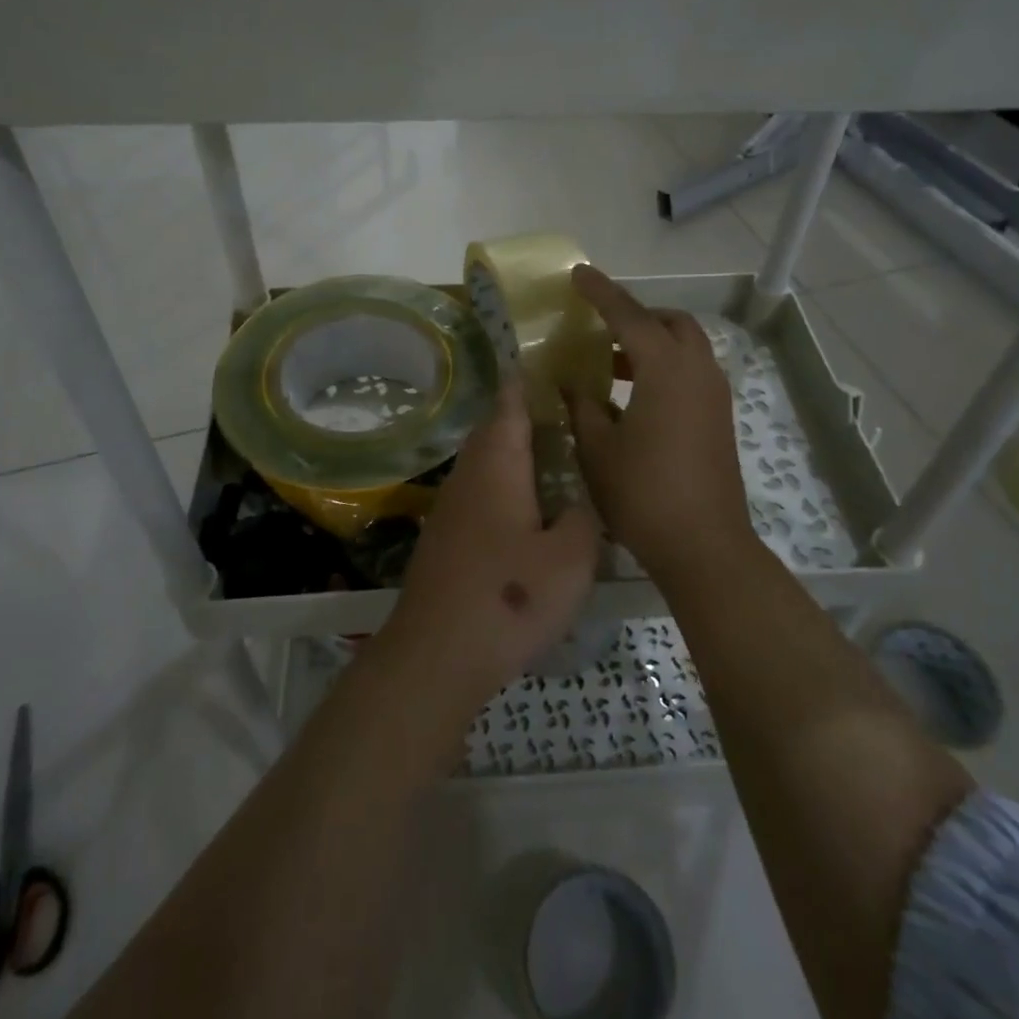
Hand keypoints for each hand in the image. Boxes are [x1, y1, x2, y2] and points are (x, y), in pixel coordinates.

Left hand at [380, 381, 599, 709]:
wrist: (436, 654)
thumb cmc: (510, 596)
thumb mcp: (572, 557)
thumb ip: (582, 517)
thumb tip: (576, 502)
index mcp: (498, 463)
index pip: (511, 402)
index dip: (531, 379)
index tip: (557, 363)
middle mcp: (469, 474)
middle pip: (496, 428)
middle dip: (528, 416)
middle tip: (571, 415)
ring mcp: (451, 506)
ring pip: (487, 462)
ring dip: (517, 453)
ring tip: (558, 459)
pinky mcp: (446, 537)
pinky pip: (481, 492)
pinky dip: (507, 486)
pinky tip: (530, 511)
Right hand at [565, 265, 755, 580]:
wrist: (703, 544)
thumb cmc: (643, 492)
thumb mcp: (598, 447)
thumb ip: (582, 405)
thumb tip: (571, 383)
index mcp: (665, 368)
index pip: (628, 315)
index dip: (601, 292)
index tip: (579, 273)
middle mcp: (697, 370)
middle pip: (670, 322)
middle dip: (637, 315)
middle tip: (601, 327)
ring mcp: (714, 394)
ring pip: (685, 347)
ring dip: (651, 344)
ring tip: (610, 363)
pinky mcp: (719, 417)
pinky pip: (691, 372)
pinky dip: (664, 367)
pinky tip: (634, 396)